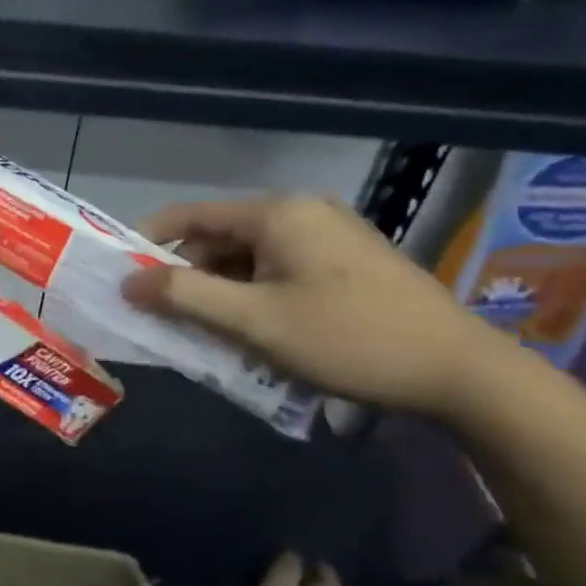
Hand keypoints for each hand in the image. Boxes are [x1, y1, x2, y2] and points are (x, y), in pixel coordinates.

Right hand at [120, 195, 510, 419]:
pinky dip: (255, 295)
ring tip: (209, 333)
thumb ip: (185, 297)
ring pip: (250, 257)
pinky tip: (255, 331)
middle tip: (166, 318)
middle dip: (188, 276)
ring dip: (222, 291)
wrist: (463, 373)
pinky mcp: (348, 261)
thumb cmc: (349, 338)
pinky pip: (280, 269)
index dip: (149, 241)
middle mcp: (301, 212)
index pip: (190, 214)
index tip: (121, 274)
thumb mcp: (256, 321)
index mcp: (277, 213)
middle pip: (220, 237)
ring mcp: (330, 235)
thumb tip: (128, 281)